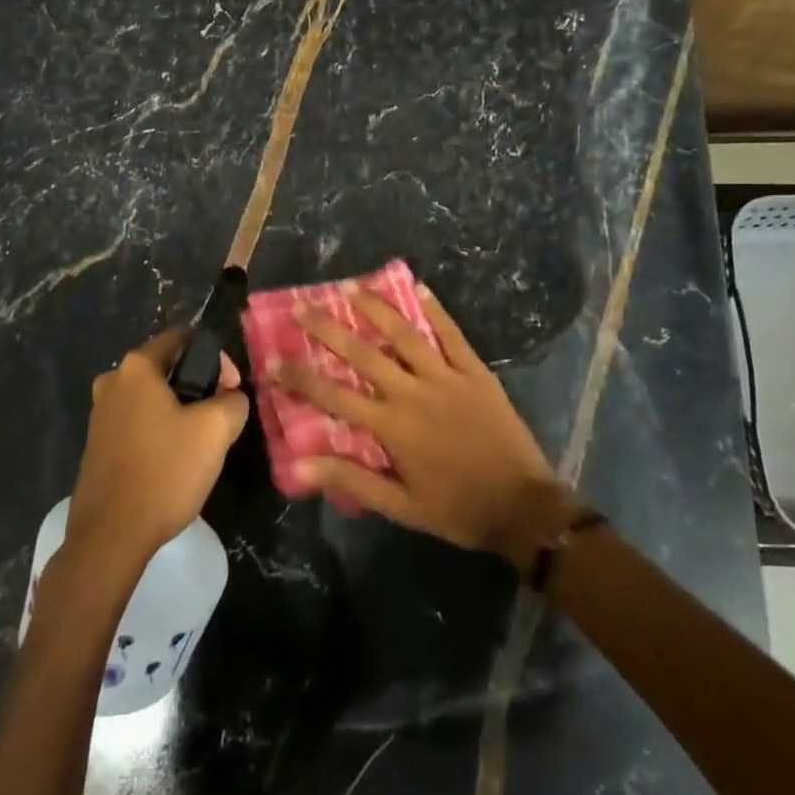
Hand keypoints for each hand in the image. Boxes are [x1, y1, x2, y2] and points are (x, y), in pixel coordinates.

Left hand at [67, 328, 248, 565]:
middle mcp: (112, 381)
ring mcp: (100, 414)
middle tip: (222, 418)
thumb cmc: (165, 471)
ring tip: (202, 443)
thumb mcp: (216, 430)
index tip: (231, 390)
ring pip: (154, 398)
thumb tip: (230, 397)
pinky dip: (161, 431)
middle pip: (168, 368)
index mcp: (136, 367)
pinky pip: (139, 422)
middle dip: (200, 386)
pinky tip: (175, 461)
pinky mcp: (98, 444)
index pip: (184, 338)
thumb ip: (233, 400)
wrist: (110, 536)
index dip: (216, 358)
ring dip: (181, 411)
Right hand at [267, 285, 562, 556]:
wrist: (521, 506)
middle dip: (329, 328)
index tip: (272, 359)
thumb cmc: (456, 508)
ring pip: (405, 335)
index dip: (300, 377)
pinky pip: (452, 334)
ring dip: (376, 308)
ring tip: (351, 285)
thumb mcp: (400, 506)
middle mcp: (413, 393)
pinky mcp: (475, 372)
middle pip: (364, 354)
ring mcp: (446, 378)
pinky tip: (418, 287)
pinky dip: (435, 310)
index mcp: (392, 427)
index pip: (334, 396)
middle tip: (302, 306)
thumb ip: (351, 479)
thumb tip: (300, 465)